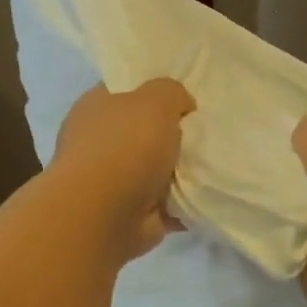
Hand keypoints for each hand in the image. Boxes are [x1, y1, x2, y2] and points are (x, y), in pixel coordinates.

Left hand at [49, 79, 195, 262]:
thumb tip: (181, 107)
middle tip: (205, 132)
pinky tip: (207, 194)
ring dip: (179, 171)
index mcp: (95, 107)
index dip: (153, 91)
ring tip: (212, 163)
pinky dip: (183, 203)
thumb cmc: (125, 147)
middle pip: (143, 131)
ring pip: (155, 169)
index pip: (125, 90)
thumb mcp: (156, 100)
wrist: (103, 215)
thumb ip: (172, 93)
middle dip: (172, 134)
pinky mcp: (128, 214)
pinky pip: (164, 203)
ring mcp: (110, 181)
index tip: (185, 99)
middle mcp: (98, 142)